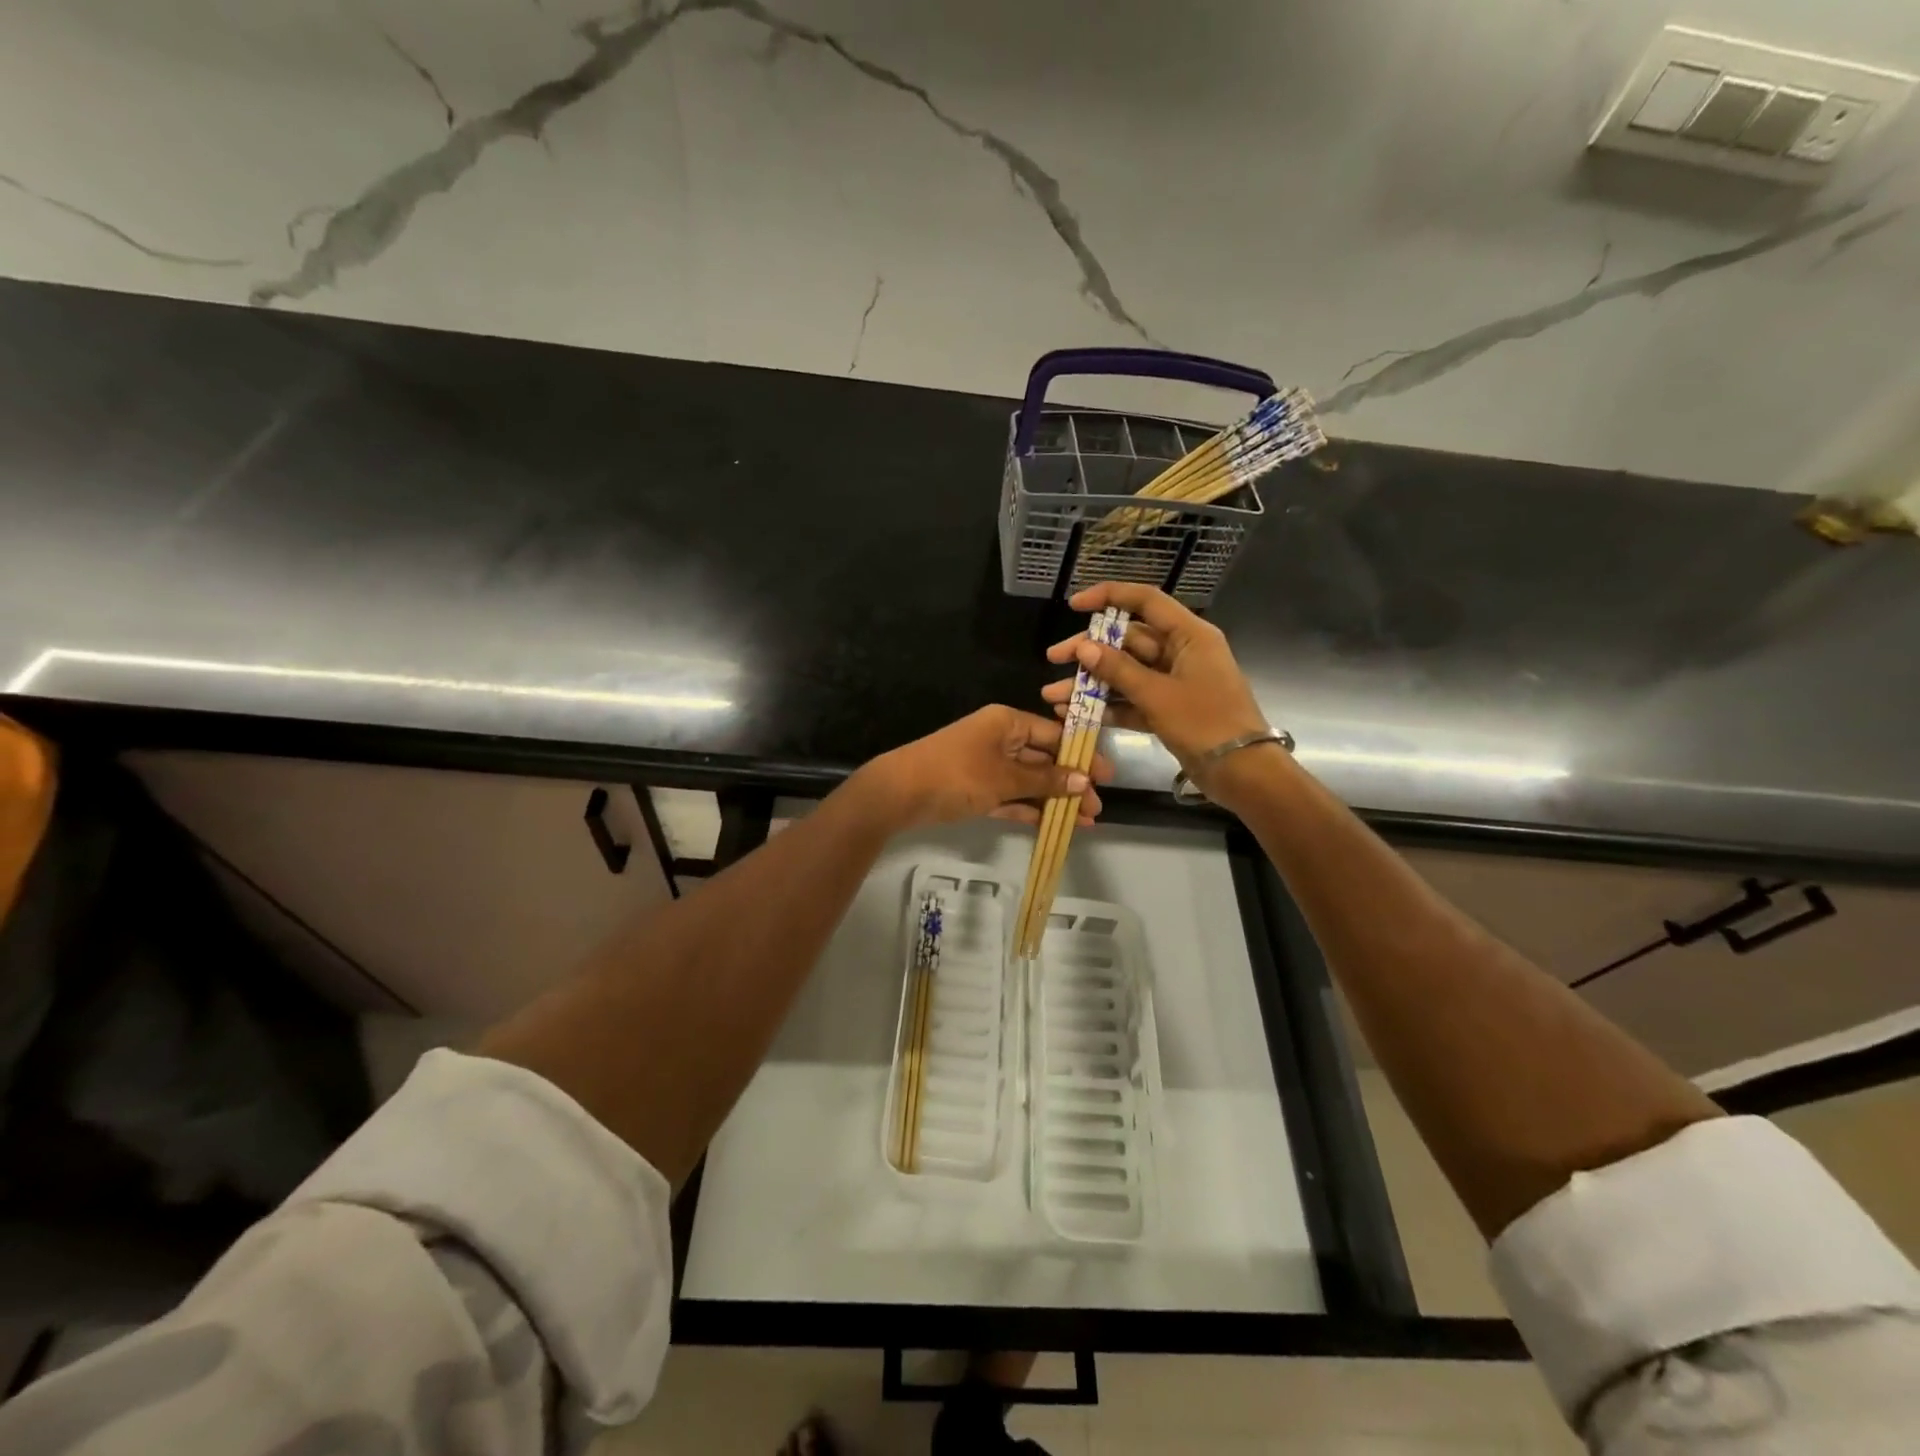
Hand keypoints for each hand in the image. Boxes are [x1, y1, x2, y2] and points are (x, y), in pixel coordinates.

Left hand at [863, 705, 1112, 829]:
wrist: (899, 793)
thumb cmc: (956, 775)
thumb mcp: (1005, 778)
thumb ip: (1044, 781)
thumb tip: (1082, 780)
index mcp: (1006, 722)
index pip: (1054, 735)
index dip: (1081, 755)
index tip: (1107, 777)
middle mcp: (999, 739)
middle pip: (1043, 760)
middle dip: (1069, 784)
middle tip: (1095, 809)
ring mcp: (986, 765)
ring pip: (1028, 781)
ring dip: (1053, 800)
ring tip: (1082, 822)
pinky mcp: (976, 789)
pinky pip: (1010, 796)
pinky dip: (1029, 809)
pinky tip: (1052, 825)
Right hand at [1043, 583, 1273, 801]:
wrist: (1242, 772)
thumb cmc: (1205, 723)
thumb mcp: (1158, 695)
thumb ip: (1118, 670)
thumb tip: (1084, 647)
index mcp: (1189, 636)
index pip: (1146, 601)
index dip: (1109, 596)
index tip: (1075, 605)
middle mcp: (1181, 652)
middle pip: (1128, 640)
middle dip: (1089, 650)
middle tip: (1054, 658)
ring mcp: (1174, 682)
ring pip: (1125, 673)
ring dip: (1091, 683)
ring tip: (1053, 696)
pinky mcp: (1168, 709)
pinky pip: (1132, 700)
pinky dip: (1107, 706)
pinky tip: (1075, 714)